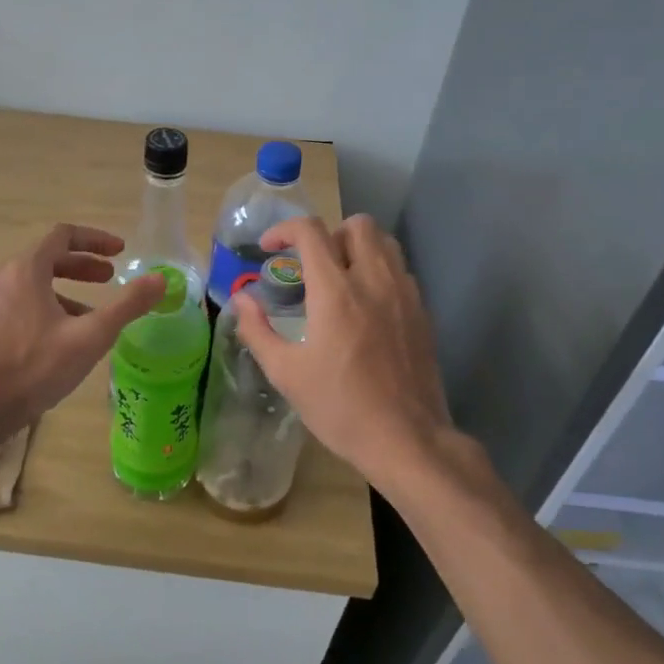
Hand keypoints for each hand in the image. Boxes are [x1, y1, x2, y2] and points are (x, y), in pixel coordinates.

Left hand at [0, 224, 164, 435]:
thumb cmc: (34, 367)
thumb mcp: (89, 336)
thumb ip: (127, 305)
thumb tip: (161, 279)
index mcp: (25, 270)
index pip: (63, 236)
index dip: (95, 239)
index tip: (120, 252)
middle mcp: (2, 277)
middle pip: (47, 258)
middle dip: (82, 265)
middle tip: (110, 278)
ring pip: (33, 283)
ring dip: (65, 289)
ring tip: (92, 313)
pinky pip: (20, 303)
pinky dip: (46, 306)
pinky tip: (61, 337)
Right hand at [233, 215, 453, 492]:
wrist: (406, 439)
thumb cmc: (339, 407)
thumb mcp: (285, 373)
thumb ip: (257, 330)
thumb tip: (240, 300)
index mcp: (336, 292)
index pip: (311, 232)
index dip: (284, 229)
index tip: (269, 247)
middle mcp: (373, 281)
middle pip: (357, 224)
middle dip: (328, 234)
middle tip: (311, 266)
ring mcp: (404, 294)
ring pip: (385, 242)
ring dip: (357, 248)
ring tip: (339, 280)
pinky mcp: (422, 312)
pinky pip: (401, 270)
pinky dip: (379, 271)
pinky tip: (366, 307)